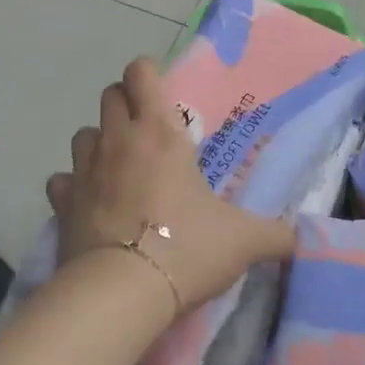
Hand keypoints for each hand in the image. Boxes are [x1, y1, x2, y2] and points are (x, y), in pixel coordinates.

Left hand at [46, 58, 292, 313]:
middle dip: (125, 104)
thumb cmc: (186, 248)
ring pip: (83, 133)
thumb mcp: (242, 241)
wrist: (122, 291)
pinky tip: (89, 203)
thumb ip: (275, 234)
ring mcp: (84, 169)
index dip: (148, 75)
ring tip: (119, 167)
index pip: (140, 73)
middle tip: (148, 133)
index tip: (163, 95)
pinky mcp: (61, 202)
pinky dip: (73, 185)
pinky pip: (61, 180)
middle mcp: (117, 139)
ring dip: (99, 142)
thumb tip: (303, 237)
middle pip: (109, 95)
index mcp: (159, 133)